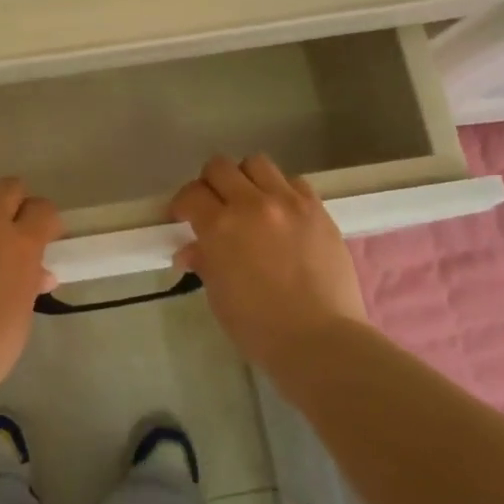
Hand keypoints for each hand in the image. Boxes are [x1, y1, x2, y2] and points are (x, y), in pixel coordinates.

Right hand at [170, 154, 373, 374]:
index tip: (183, 218)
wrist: (320, 340)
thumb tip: (190, 250)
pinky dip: (281, 191)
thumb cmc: (259, 327)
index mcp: (220, 227)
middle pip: (220, 167)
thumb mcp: (218, 296)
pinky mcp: (318, 210)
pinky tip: (282, 214)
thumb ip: (204, 262)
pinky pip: (294, 182)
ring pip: (257, 163)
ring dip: (246, 179)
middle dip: (210, 184)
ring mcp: (289, 203)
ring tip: (249, 203)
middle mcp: (252, 204)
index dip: (182, 204)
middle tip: (213, 206)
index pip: (191, 194)